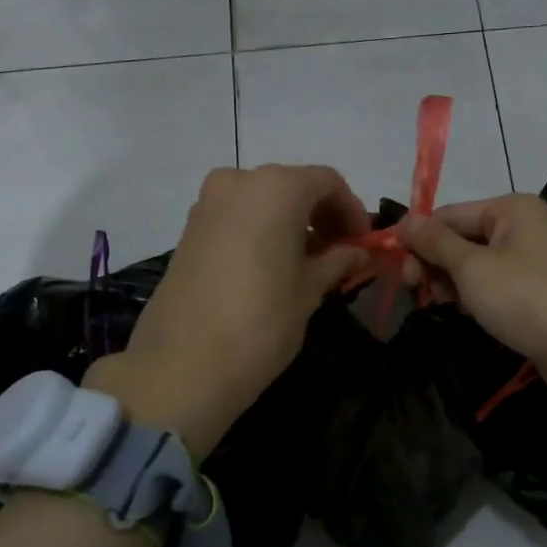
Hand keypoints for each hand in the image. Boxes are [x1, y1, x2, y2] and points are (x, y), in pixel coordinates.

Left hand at [85, 165, 368, 456]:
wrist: (183, 364)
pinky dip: (263, 230)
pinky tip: (274, 265)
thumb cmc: (261, 321)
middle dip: (321, 215)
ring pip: (263, 200)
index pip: (327, 182)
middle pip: (293, 186)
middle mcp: (239, 181)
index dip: (352, 210)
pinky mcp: (189, 229)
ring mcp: (208, 203)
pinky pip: (238, 217)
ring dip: (292, 222)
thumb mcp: (310, 289)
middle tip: (340, 252)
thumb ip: (338, 260)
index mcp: (276, 187)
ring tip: (309, 263)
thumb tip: (358, 251)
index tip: (363, 243)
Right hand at [399, 194, 546, 410]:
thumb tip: (404, 219)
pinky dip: (472, 293)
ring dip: (450, 280)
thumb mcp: (471, 267)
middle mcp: (522, 225)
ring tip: (435, 302)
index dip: (419, 238)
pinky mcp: (534, 289)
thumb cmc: (523, 298)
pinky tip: (460, 309)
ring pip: (474, 262)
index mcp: (510, 208)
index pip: (449, 214)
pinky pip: (492, 282)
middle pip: (461, 236)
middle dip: (434, 261)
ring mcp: (530, 258)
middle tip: (416, 290)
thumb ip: (435, 242)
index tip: (397, 269)